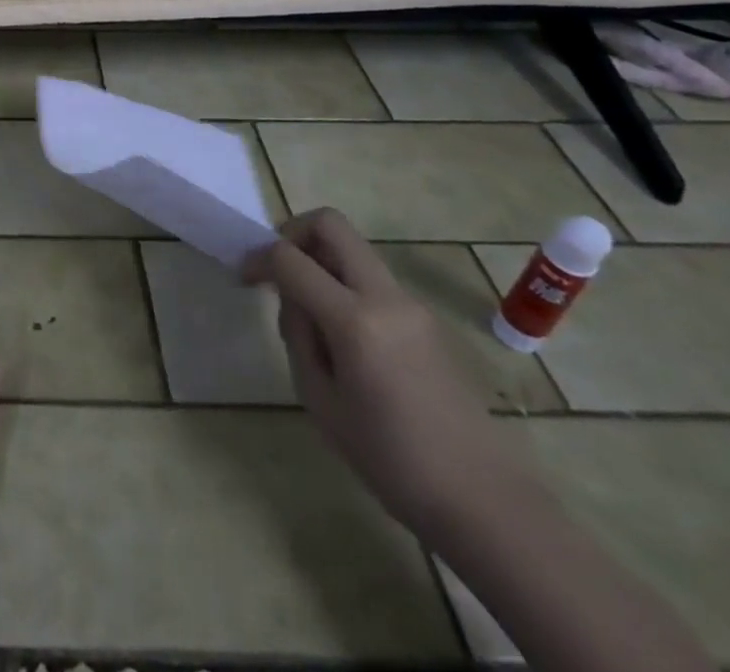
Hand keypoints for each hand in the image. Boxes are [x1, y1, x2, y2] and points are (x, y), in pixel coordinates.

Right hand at [243, 208, 537, 538]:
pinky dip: (345, 287)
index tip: (244, 277)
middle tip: (277, 270)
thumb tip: (294, 298)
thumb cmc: (390, 460)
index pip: (291, 257)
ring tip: (309, 318)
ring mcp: (412, 306)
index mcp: (355, 320)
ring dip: (321, 263)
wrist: (485, 504)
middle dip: (293, 234)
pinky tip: (343, 341)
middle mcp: (386, 297)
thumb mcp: (320, 400)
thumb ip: (299, 335)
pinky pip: (373, 282)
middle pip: (332, 225)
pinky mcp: (427, 321)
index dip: (258, 257)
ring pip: (354, 252)